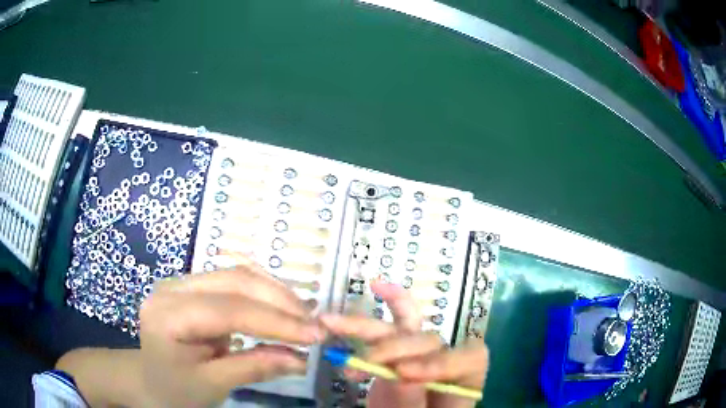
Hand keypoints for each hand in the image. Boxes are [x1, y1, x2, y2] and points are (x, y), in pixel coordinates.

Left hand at [139, 260, 324, 406]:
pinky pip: (234, 281)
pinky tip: (282, 307)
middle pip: (235, 281)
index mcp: (167, 315)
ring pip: (238, 274)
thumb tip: (302, 359)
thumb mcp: (213, 385)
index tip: (316, 335)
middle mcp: (172, 287)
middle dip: (281, 301)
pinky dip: (264, 293)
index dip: (276, 321)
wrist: (151, 380)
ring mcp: (183, 282)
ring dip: (276, 293)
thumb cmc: (176, 389)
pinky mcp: (195, 287)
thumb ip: (255, 368)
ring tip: (304, 316)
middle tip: (316, 324)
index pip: (229, 309)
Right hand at [320, 281, 488, 407]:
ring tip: (331, 322)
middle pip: (429, 341)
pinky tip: (350, 311)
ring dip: (365, 325)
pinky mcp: (393, 356)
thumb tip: (399, 376)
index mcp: (463, 381)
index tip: (404, 374)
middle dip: (397, 346)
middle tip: (369, 360)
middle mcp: (442, 362)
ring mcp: (416, 356)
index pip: (470, 358)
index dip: (441, 361)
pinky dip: (367, 320)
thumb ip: (412, 403)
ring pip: (399, 329)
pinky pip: (385, 331)